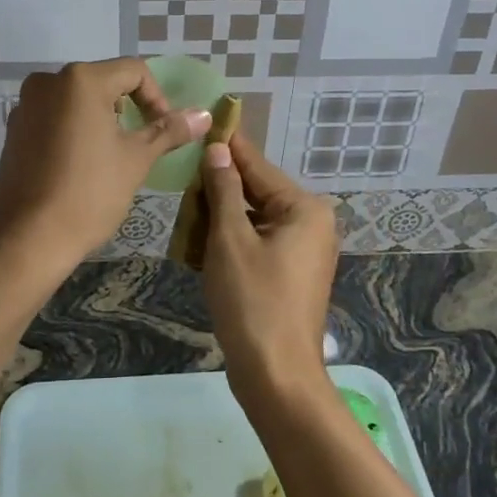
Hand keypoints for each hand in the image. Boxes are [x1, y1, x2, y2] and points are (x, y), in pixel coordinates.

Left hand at [0, 59, 208, 276]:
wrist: (27, 238)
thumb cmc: (89, 194)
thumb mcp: (136, 160)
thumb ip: (168, 131)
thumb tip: (204, 114)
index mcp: (81, 80)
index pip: (134, 72)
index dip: (157, 99)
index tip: (164, 132)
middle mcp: (48, 82)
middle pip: (103, 82)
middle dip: (129, 109)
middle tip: (142, 145)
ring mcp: (26, 105)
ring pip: (77, 101)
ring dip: (102, 120)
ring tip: (113, 157)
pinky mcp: (14, 130)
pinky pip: (55, 118)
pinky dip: (75, 131)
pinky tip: (82, 165)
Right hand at [199, 133, 338, 404]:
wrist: (276, 375)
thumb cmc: (252, 301)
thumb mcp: (230, 239)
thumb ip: (224, 190)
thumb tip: (218, 150)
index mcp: (305, 209)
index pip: (259, 167)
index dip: (230, 146)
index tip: (208, 121)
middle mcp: (312, 224)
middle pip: (258, 192)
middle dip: (220, 186)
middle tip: (183, 171)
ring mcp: (304, 252)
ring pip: (255, 219)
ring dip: (222, 215)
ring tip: (186, 205)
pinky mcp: (291, 274)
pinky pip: (258, 243)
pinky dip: (232, 239)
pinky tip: (200, 238)